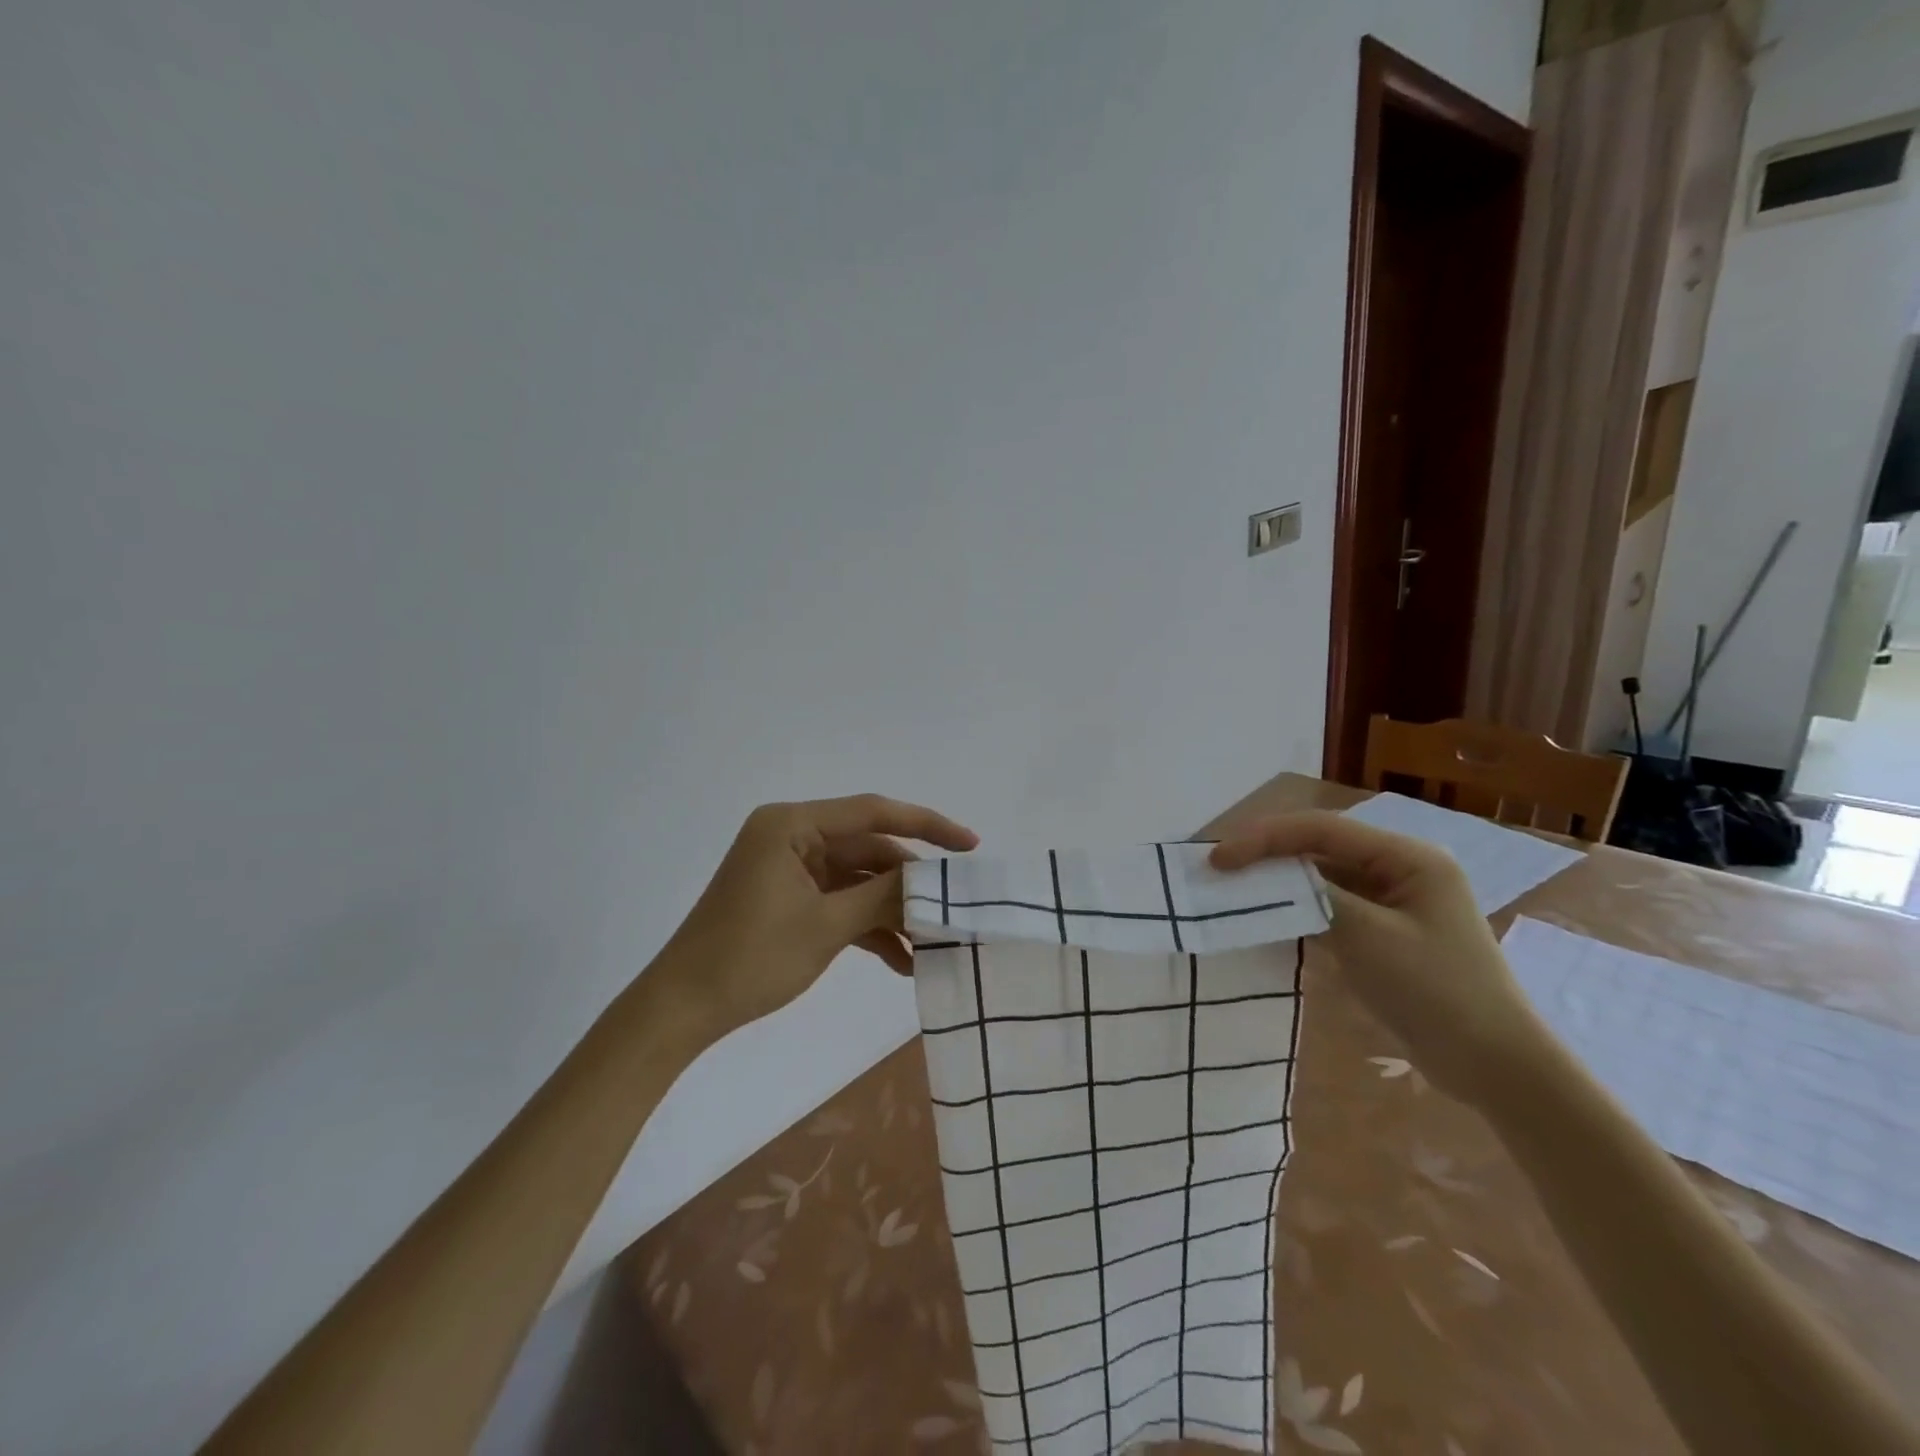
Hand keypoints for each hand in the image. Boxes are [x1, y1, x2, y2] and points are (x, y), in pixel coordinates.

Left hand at [660, 795, 977, 1035]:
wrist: (681, 1010)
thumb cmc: (750, 958)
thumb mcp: (826, 926)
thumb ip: (884, 897)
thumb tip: (936, 884)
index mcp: (791, 824)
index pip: (872, 812)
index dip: (927, 825)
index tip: (970, 845)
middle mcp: (792, 836)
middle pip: (868, 849)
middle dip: (910, 883)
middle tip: (955, 908)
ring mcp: (790, 869)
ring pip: (859, 880)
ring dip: (892, 912)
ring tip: (932, 945)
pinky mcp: (790, 899)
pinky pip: (840, 902)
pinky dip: (868, 927)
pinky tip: (901, 963)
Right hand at [1210, 811, 1543, 1103]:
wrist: (1496, 1068)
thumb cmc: (1439, 993)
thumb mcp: (1369, 938)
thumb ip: (1314, 897)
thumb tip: (1264, 877)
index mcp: (1408, 857)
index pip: (1322, 830)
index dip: (1265, 838)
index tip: (1219, 859)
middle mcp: (1400, 868)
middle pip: (1319, 847)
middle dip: (1267, 855)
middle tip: (1218, 870)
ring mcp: (1392, 901)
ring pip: (1321, 876)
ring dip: (1278, 881)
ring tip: (1232, 889)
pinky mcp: (1383, 931)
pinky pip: (1329, 905)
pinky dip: (1296, 908)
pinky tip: (1266, 917)